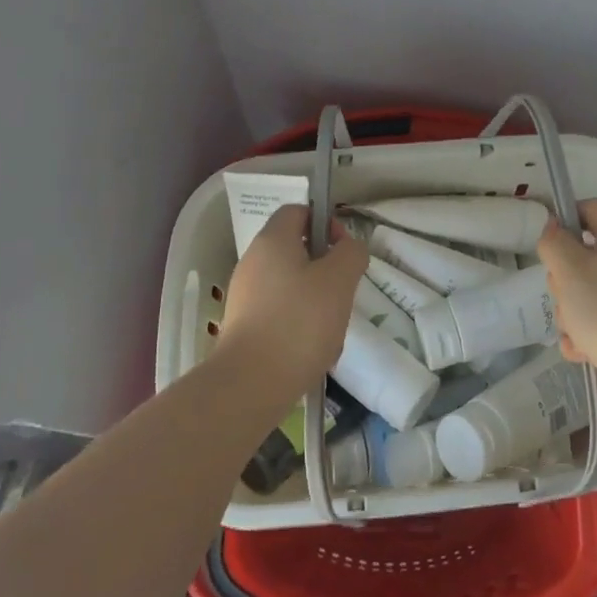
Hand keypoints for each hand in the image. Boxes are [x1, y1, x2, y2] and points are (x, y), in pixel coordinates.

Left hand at [216, 205, 367, 396]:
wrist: (250, 385)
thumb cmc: (299, 322)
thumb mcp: (340, 279)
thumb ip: (351, 253)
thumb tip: (348, 248)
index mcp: (272, 241)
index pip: (298, 211)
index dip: (325, 222)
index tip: (344, 249)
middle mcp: (253, 261)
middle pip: (296, 249)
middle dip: (325, 267)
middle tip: (342, 291)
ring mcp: (245, 295)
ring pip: (291, 284)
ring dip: (316, 299)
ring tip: (330, 327)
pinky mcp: (244, 326)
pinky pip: (280, 312)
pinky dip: (299, 323)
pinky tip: (313, 348)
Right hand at [538, 198, 596, 425]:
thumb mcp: (570, 269)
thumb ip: (554, 242)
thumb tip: (551, 226)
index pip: (594, 208)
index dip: (568, 215)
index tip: (547, 239)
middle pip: (583, 254)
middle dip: (563, 276)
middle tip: (563, 290)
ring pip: (584, 292)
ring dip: (570, 312)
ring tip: (575, 329)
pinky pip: (594, 323)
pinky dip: (583, 336)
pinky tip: (582, 351)